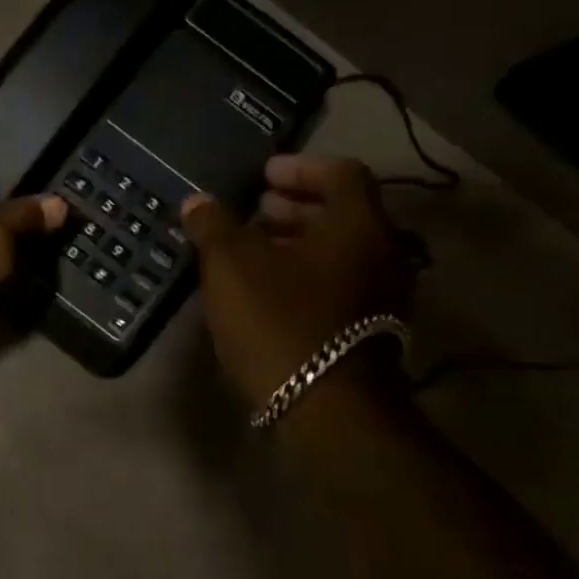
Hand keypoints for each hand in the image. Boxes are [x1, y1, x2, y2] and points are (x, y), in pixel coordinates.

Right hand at [181, 156, 411, 405]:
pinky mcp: (368, 332)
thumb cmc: (280, 323)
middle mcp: (381, 255)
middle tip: (254, 210)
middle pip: (342, 214)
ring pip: (339, 253)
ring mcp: (380, 297)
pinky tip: (266, 290)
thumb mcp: (232, 267)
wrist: (327, 411)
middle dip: (294, 206)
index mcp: (358, 227)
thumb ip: (214, 226)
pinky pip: (338, 284)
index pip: (342, 174)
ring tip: (252, 249)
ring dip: (298, 242)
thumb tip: (197, 201)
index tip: (264, 175)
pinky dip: (305, 274)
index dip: (300, 167)